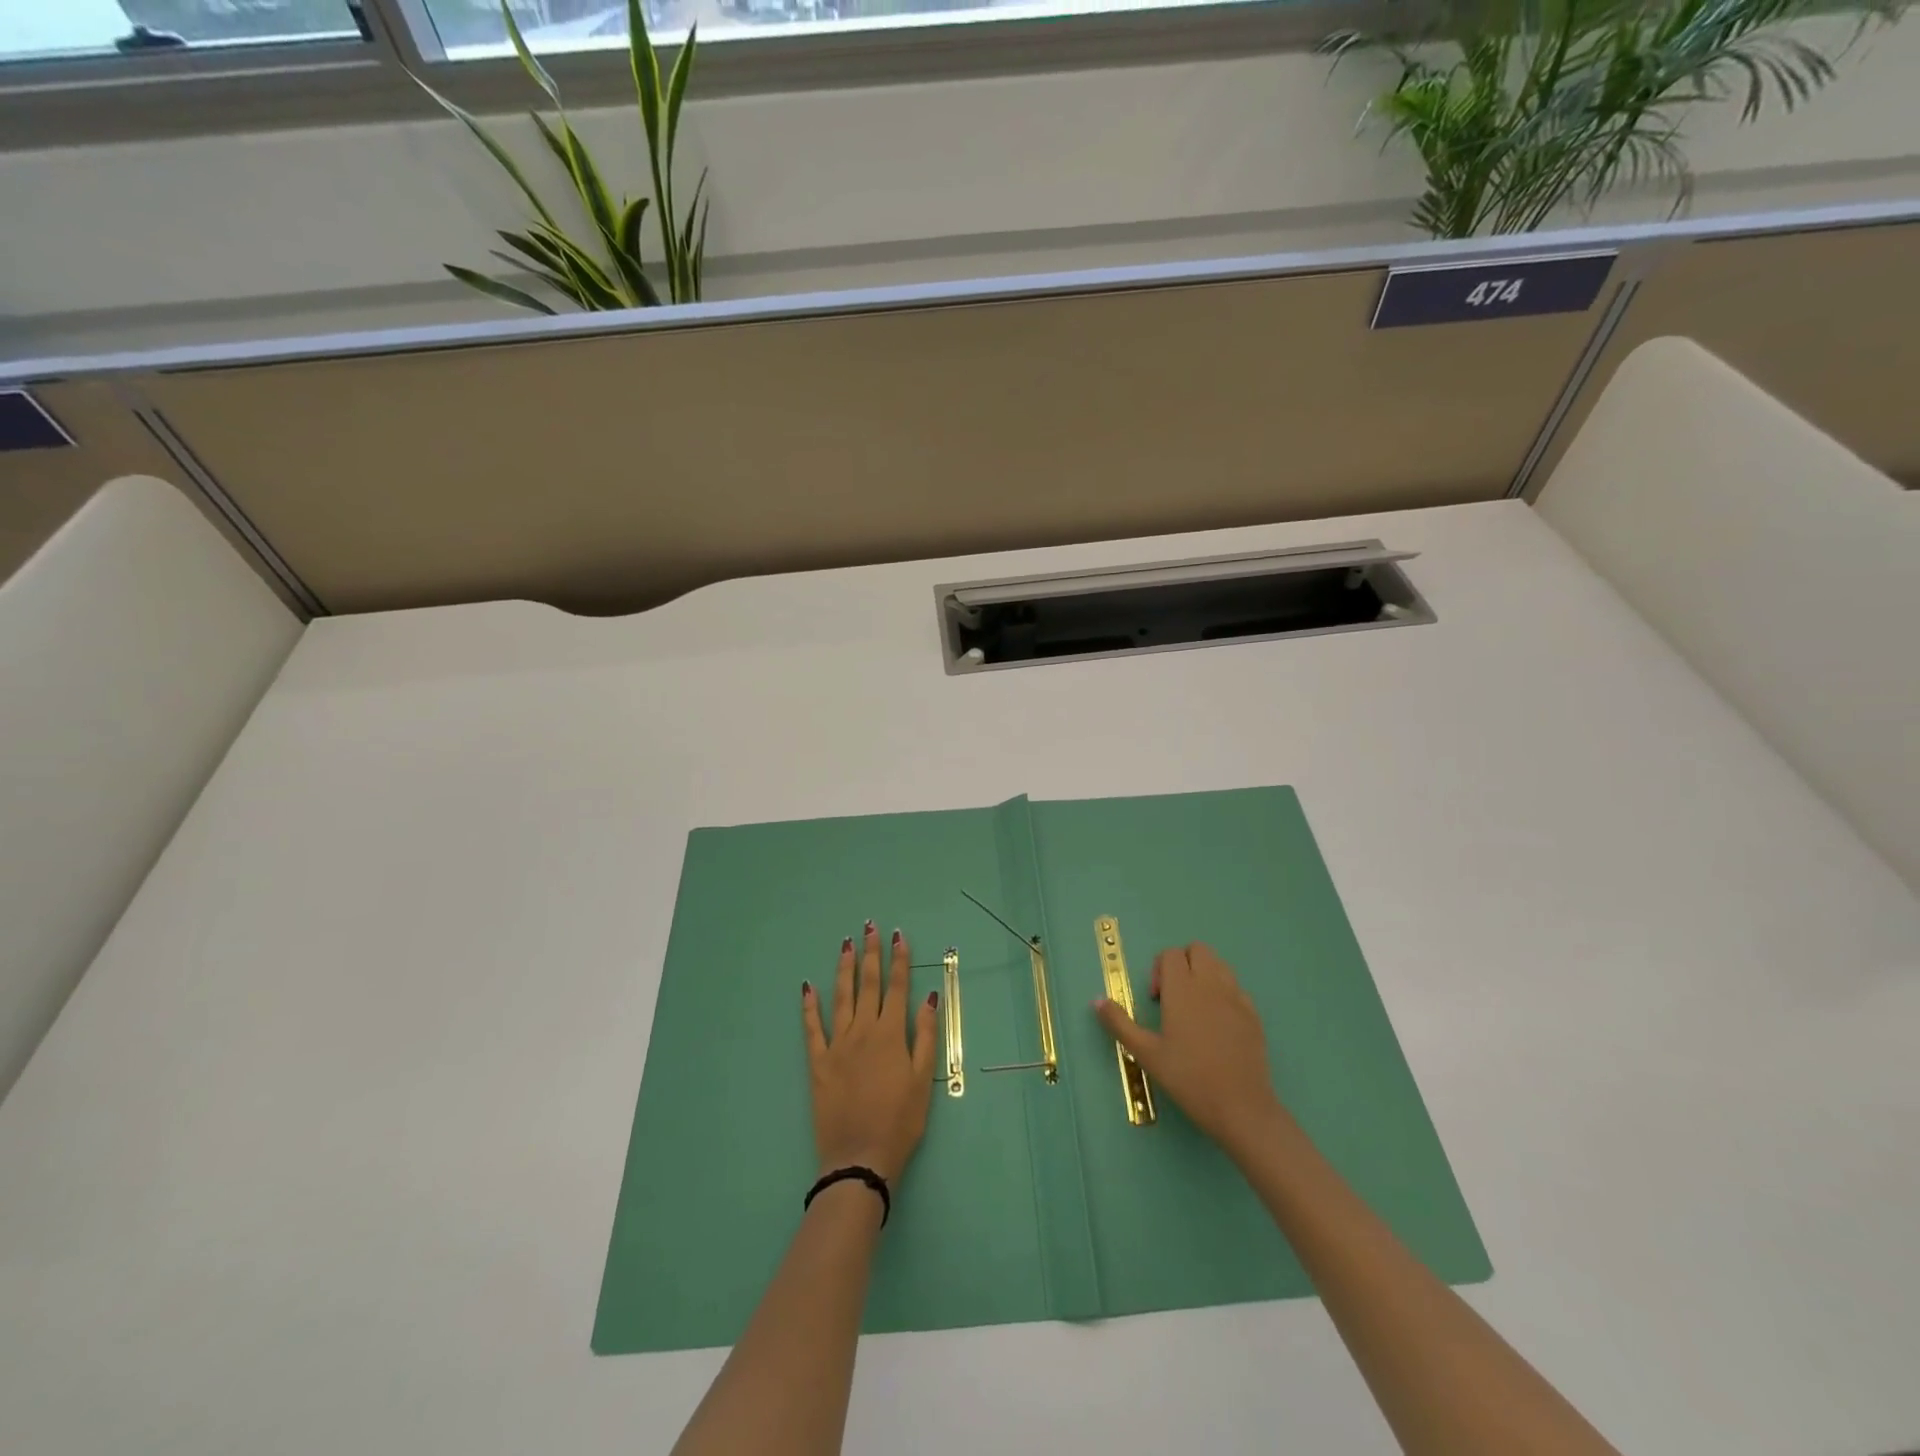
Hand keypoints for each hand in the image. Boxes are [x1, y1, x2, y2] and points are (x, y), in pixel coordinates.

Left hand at [801, 921, 938, 1185]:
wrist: (860, 1158)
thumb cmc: (900, 1122)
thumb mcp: (923, 1081)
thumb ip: (925, 1036)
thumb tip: (929, 997)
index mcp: (891, 1034)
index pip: (897, 987)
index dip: (899, 960)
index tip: (898, 935)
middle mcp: (863, 1031)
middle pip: (869, 984)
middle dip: (871, 953)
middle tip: (870, 926)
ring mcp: (837, 1044)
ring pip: (841, 997)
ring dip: (844, 968)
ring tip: (846, 944)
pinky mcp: (818, 1062)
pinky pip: (813, 1028)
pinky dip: (810, 1006)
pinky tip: (808, 986)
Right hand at [1093, 942, 1287, 1160]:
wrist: (1240, 1107)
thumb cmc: (1188, 1078)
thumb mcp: (1146, 1053)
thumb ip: (1120, 1023)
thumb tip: (1097, 1000)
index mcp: (1183, 989)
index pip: (1171, 954)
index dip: (1158, 970)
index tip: (1156, 1000)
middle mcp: (1211, 984)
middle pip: (1198, 950)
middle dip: (1182, 963)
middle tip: (1173, 997)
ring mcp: (1236, 997)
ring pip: (1219, 965)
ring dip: (1204, 974)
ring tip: (1194, 1008)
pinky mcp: (1254, 1015)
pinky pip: (1236, 988)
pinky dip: (1224, 994)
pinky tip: (1217, 1025)